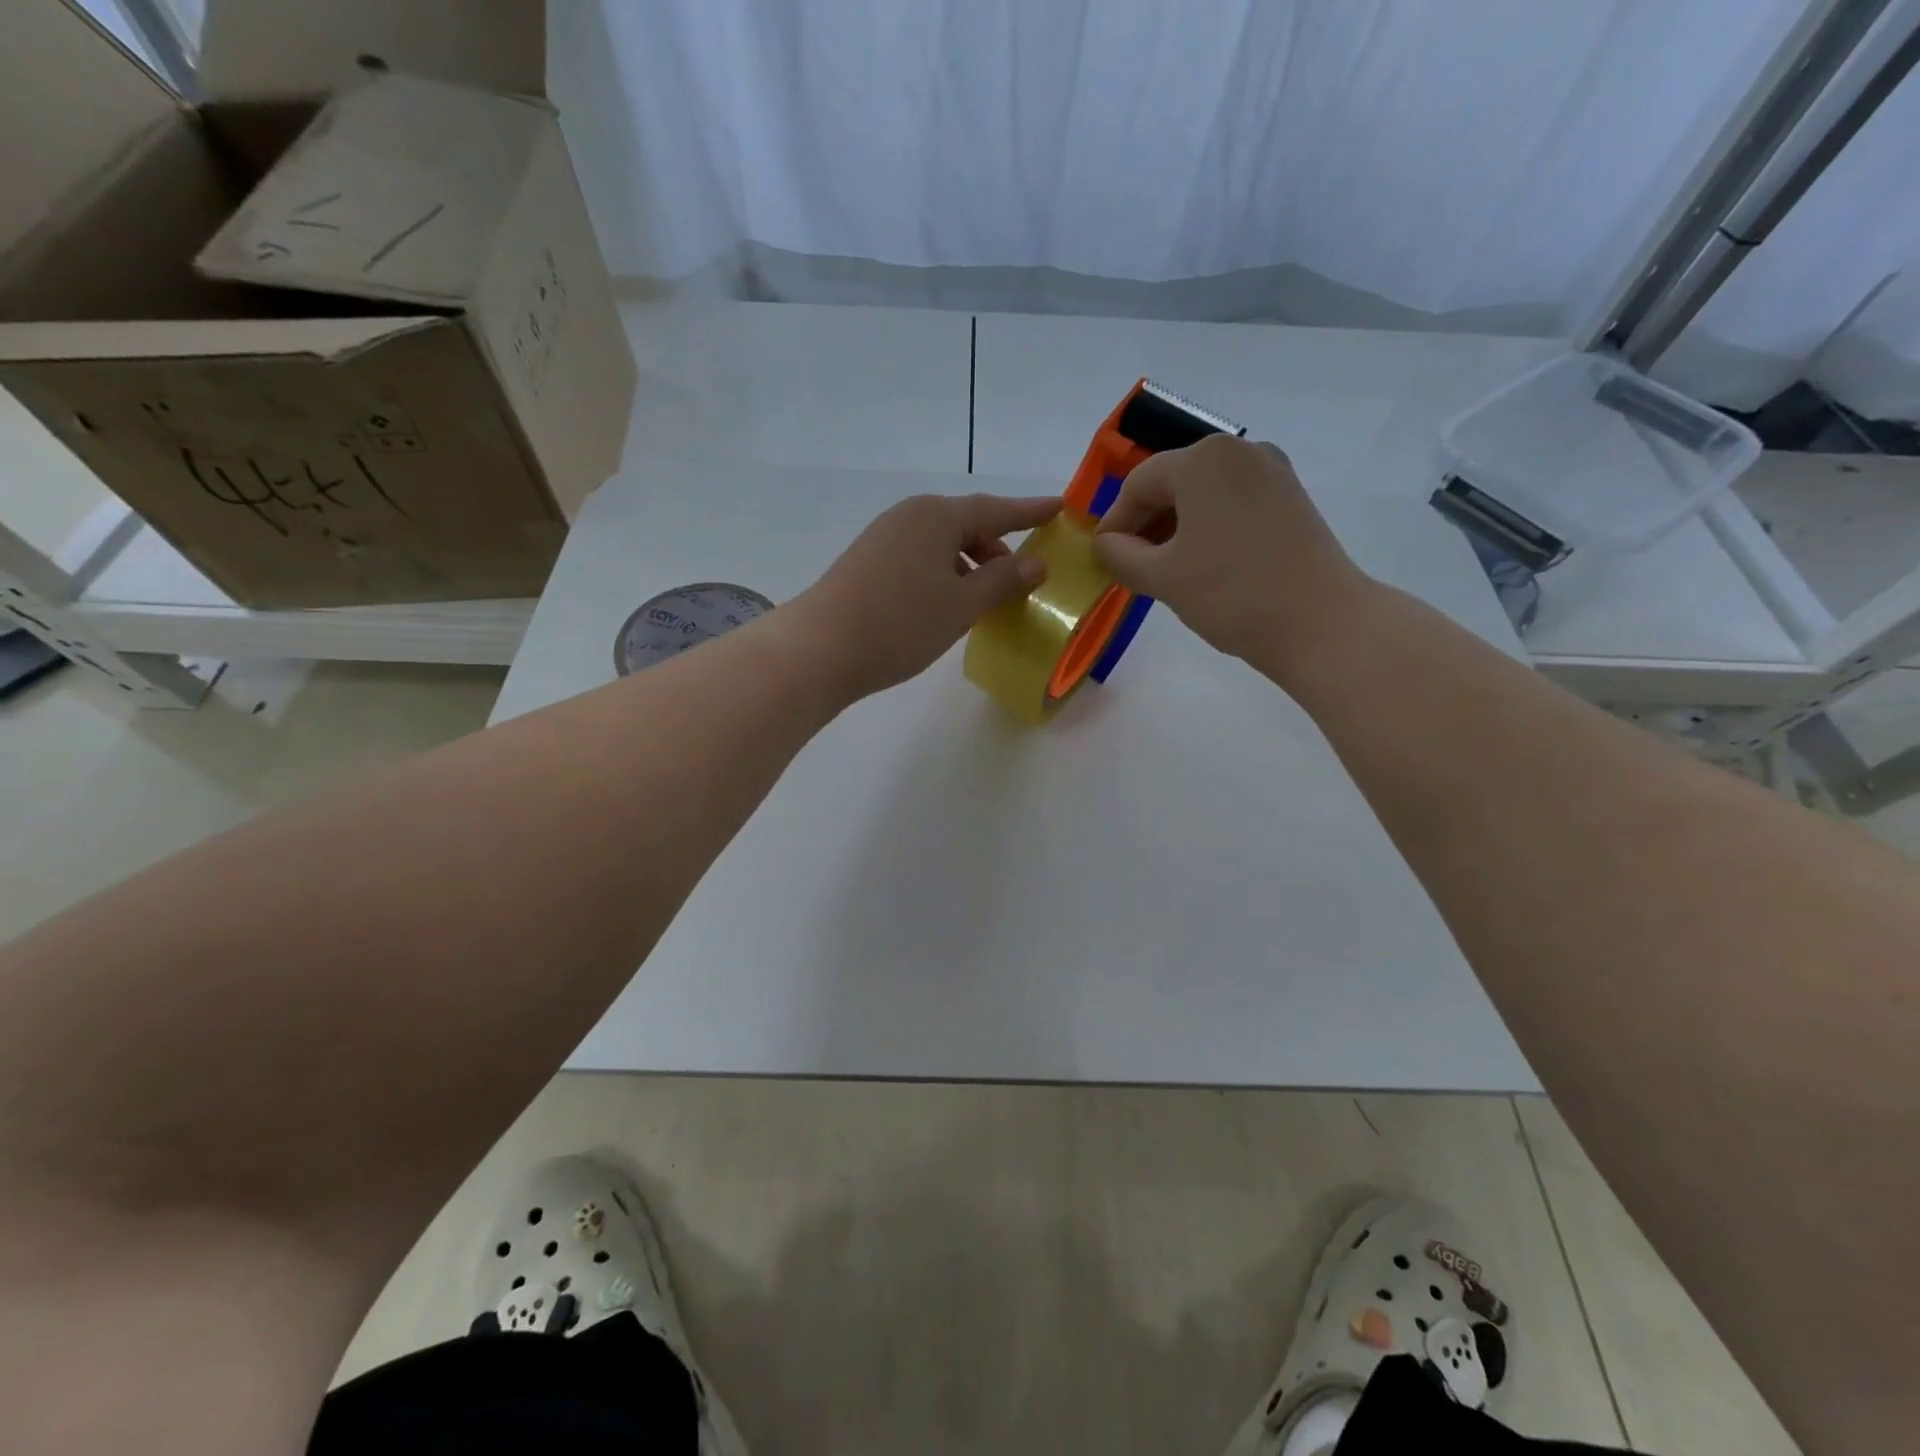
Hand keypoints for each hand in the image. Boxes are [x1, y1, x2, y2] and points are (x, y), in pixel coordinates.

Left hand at [788, 492, 1061, 699]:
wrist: (820, 648)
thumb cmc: (901, 622)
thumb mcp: (962, 604)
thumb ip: (1003, 580)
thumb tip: (1036, 563)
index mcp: (938, 516)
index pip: (996, 510)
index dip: (1030, 512)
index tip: (1059, 508)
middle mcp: (910, 516)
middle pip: (967, 525)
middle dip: (998, 548)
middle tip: (1024, 577)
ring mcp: (885, 538)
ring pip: (942, 545)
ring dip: (971, 566)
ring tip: (989, 598)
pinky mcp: (868, 562)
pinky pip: (921, 559)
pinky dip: (944, 575)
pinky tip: (949, 604)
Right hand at [1091, 435, 1372, 673]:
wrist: (1320, 622)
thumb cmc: (1231, 594)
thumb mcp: (1161, 577)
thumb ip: (1119, 555)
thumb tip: (1104, 544)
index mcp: (1203, 459)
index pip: (1138, 484)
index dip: (1114, 523)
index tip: (1103, 560)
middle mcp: (1239, 450)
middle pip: (1172, 482)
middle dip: (1145, 524)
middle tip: (1131, 567)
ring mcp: (1271, 472)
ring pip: (1202, 494)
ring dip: (1175, 527)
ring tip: (1164, 570)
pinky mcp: (1290, 498)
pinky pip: (1231, 503)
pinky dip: (1207, 527)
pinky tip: (1202, 564)